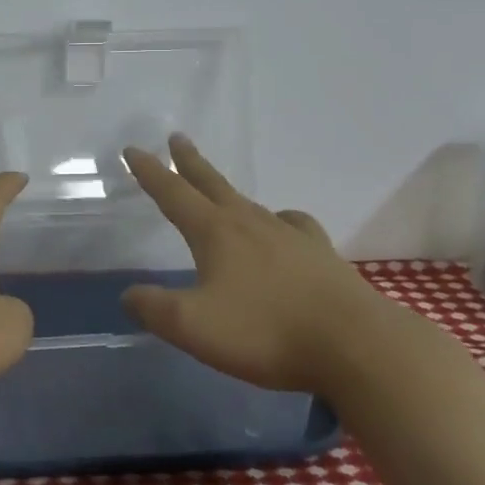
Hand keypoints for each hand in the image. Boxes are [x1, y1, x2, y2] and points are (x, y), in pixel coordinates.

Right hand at [121, 136, 420, 403]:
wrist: (355, 345)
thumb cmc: (266, 332)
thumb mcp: (193, 327)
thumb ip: (154, 309)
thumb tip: (129, 295)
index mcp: (216, 232)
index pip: (173, 193)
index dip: (150, 172)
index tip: (133, 149)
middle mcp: (250, 223)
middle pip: (212, 184)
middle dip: (189, 162)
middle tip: (176, 138)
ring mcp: (290, 236)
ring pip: (249, 203)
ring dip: (227, 191)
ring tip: (221, 193)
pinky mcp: (320, 255)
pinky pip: (291, 225)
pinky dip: (278, 221)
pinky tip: (281, 230)